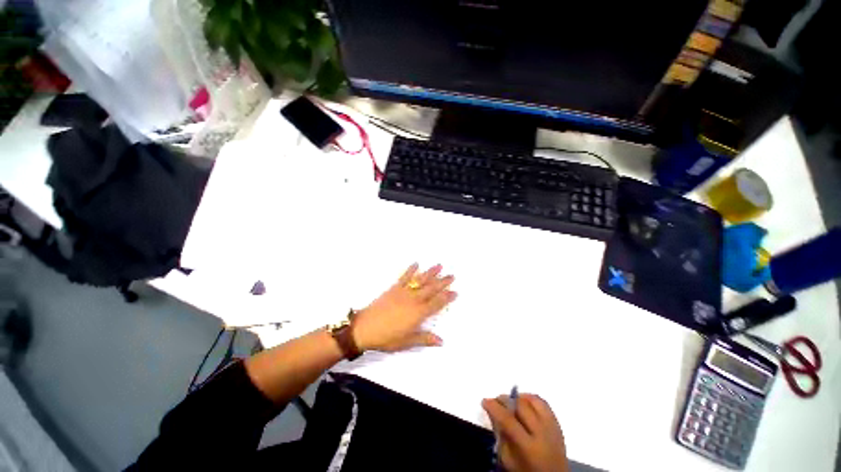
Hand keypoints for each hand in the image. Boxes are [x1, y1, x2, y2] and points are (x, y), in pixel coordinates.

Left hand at [352, 263, 455, 352]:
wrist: (364, 328)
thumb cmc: (386, 337)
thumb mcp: (406, 342)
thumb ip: (424, 339)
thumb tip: (441, 341)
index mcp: (418, 313)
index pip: (437, 303)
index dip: (446, 298)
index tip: (455, 292)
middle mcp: (414, 300)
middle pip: (431, 289)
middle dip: (443, 282)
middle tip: (452, 275)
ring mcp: (403, 292)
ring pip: (420, 280)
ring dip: (430, 273)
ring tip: (439, 266)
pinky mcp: (394, 288)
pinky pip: (404, 277)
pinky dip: (410, 270)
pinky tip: (416, 264)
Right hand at [483, 394, 568, 471]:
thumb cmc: (526, 471)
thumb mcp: (508, 460)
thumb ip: (501, 436)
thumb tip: (493, 413)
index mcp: (528, 447)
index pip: (508, 420)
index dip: (494, 407)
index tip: (485, 401)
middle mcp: (542, 433)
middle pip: (521, 406)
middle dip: (505, 399)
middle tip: (496, 400)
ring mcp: (552, 427)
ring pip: (533, 400)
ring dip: (519, 398)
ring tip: (511, 402)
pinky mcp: (557, 424)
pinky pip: (544, 403)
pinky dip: (531, 399)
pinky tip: (524, 403)